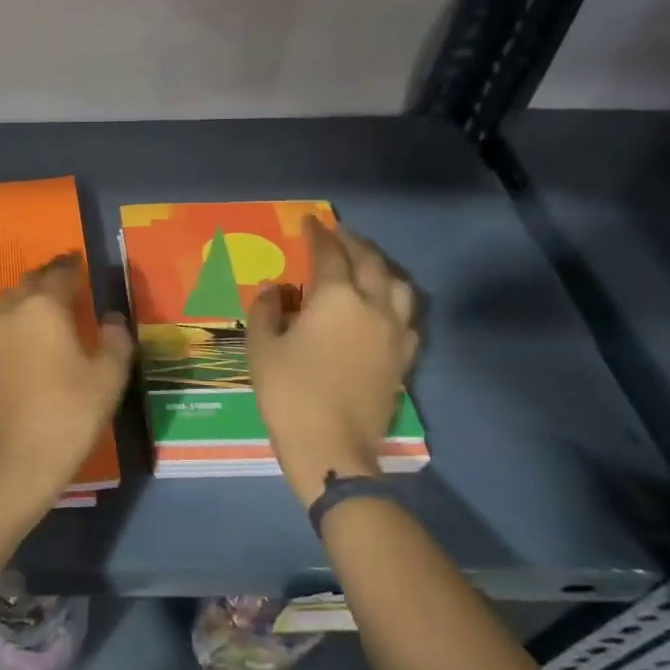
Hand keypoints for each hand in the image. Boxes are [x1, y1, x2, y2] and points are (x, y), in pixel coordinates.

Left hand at [0, 254, 133, 523]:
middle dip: (50, 275)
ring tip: (47, 302)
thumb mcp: (108, 377)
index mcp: (45, 307)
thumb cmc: (70, 414)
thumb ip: (116, 339)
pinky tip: (30, 333)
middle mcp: (13, 311)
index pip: (60, 273)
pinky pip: (1, 321)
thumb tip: (112, 317)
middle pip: (31, 281)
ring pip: (9, 298)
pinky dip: (16, 316)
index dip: (72, 265)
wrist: (18, 461)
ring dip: (28, 293)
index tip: (80, 260)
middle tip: (67, 277)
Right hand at [247, 216, 418, 505]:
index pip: (329, 254)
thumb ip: (266, 310)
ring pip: (398, 286)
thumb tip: (273, 288)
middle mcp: (372, 307)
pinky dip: (395, 301)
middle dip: (354, 243)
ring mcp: (394, 334)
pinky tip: (384, 307)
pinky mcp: (403, 359)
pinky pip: (407, 318)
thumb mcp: (262, 347)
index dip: (318, 234)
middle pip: (370, 262)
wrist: (331, 447)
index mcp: (335, 298)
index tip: (310, 221)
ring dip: (382, 267)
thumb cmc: (288, 393)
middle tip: (339, 234)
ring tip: (367, 264)